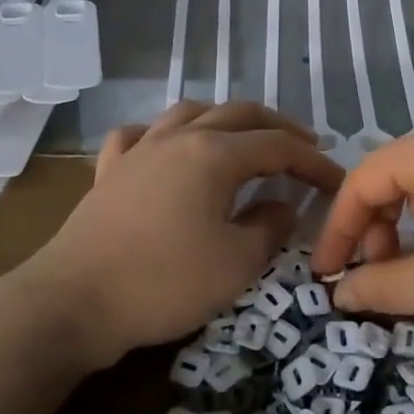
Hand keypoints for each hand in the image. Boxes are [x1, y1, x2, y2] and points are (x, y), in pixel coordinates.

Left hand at [32, 101, 342, 367]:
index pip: (277, 146)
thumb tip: (283, 205)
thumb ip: (269, 228)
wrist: (76, 301)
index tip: (337, 180)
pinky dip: (161, 134)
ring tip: (243, 137)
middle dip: (277, 127)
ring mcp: (139, 150)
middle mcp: (178, 137)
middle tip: (304, 146)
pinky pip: (139, 135)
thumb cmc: (165, 282)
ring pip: (189, 113)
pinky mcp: (110, 170)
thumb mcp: (236, 263)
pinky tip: (165, 147)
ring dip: (225, 119)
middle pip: (238, 114)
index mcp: (214, 154)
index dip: (312, 161)